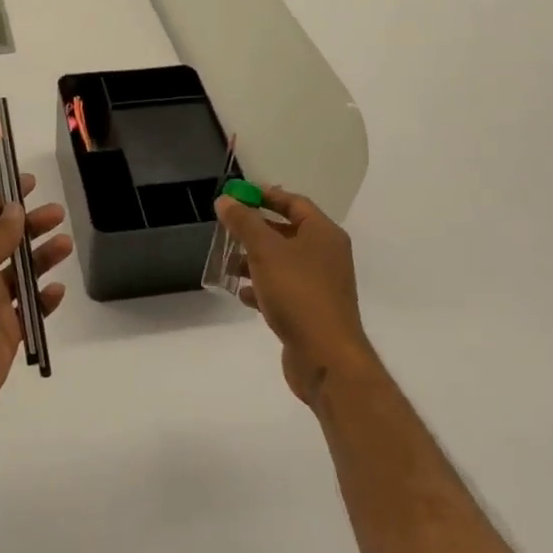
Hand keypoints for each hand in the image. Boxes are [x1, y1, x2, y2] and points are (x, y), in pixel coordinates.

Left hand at [0, 175, 72, 426]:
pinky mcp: (6, 329)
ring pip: (21, 273)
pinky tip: (57, 290)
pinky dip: (44, 299)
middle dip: (31, 226)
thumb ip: (0, 233)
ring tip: (66, 245)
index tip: (30, 183)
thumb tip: (15, 208)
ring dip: (42, 258)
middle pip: (6, 241)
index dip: (5, 198)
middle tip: (58, 213)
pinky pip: (29, 308)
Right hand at [215, 185, 373, 407]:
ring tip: (227, 265)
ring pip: (281, 262)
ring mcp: (319, 285)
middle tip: (226, 229)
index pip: (294, 202)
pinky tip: (240, 294)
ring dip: (253, 261)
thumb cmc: (298, 292)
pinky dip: (261, 288)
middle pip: (286, 231)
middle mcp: (325, 255)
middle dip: (254, 230)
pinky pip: (282, 289)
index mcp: (323, 234)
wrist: (326, 357)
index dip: (265, 195)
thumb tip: (226, 200)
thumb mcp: (265, 250)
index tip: (237, 195)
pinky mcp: (310, 311)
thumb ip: (244, 222)